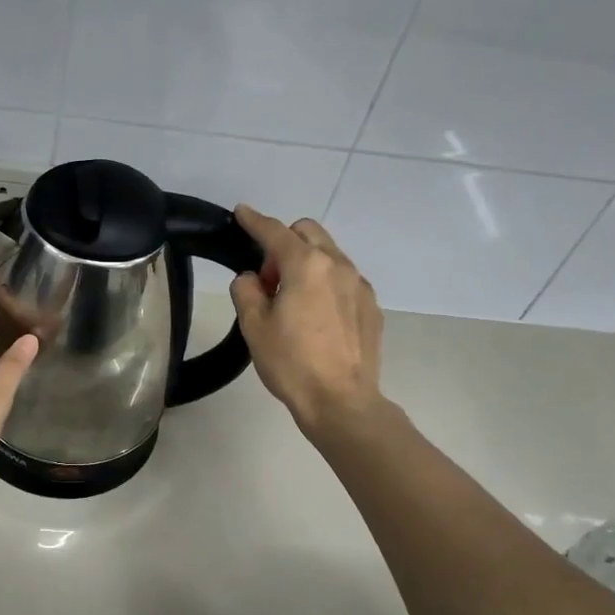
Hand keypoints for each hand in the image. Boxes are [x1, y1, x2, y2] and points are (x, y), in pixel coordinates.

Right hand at [228, 206, 384, 437]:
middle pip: (308, 232)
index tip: (242, 213)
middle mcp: (337, 265)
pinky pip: (344, 279)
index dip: (254, 221)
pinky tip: (317, 316)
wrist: (342, 402)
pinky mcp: (372, 306)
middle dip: (284, 243)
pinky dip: (326, 283)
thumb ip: (246, 290)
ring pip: (329, 254)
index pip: (275, 232)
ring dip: (306, 262)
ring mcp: (360, 285)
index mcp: (306, 265)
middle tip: (269, 280)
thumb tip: (253, 279)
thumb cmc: (292, 363)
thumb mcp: (253, 326)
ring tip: (293, 301)